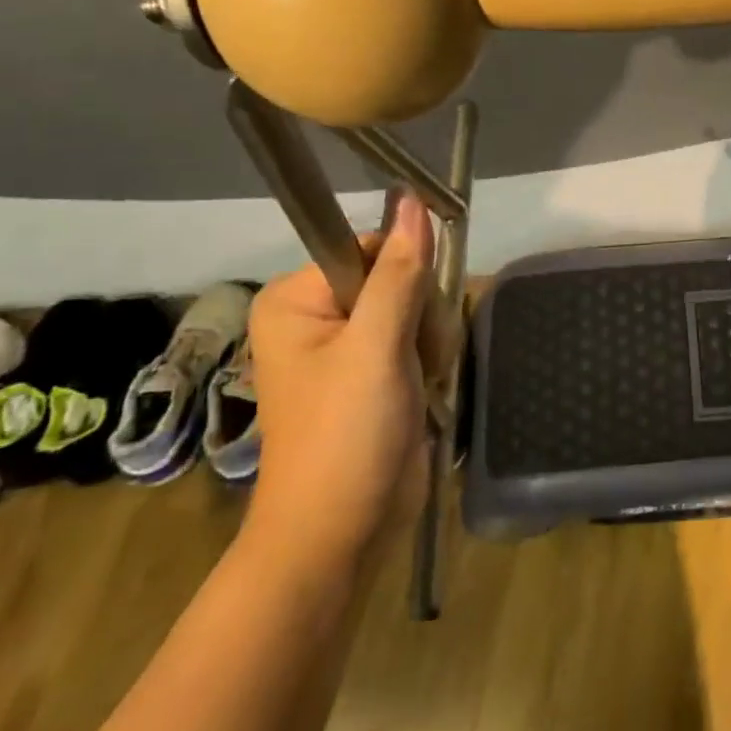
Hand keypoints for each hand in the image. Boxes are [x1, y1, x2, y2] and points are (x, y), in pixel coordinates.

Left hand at [243, 194, 454, 564]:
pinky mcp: (377, 370)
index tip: (412, 319)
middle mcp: (320, 314)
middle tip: (411, 363)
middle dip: (422, 318)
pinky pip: (420, 337)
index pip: (372, 247)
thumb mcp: (376, 347)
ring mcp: (350, 344)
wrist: (344, 532)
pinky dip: (432, 360)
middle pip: (400, 277)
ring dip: (432, 343)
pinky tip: (424, 390)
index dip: (405, 275)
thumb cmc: (346, 435)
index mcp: (298, 299)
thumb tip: (412, 198)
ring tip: (417, 384)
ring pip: (419, 308)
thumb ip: (400, 272)